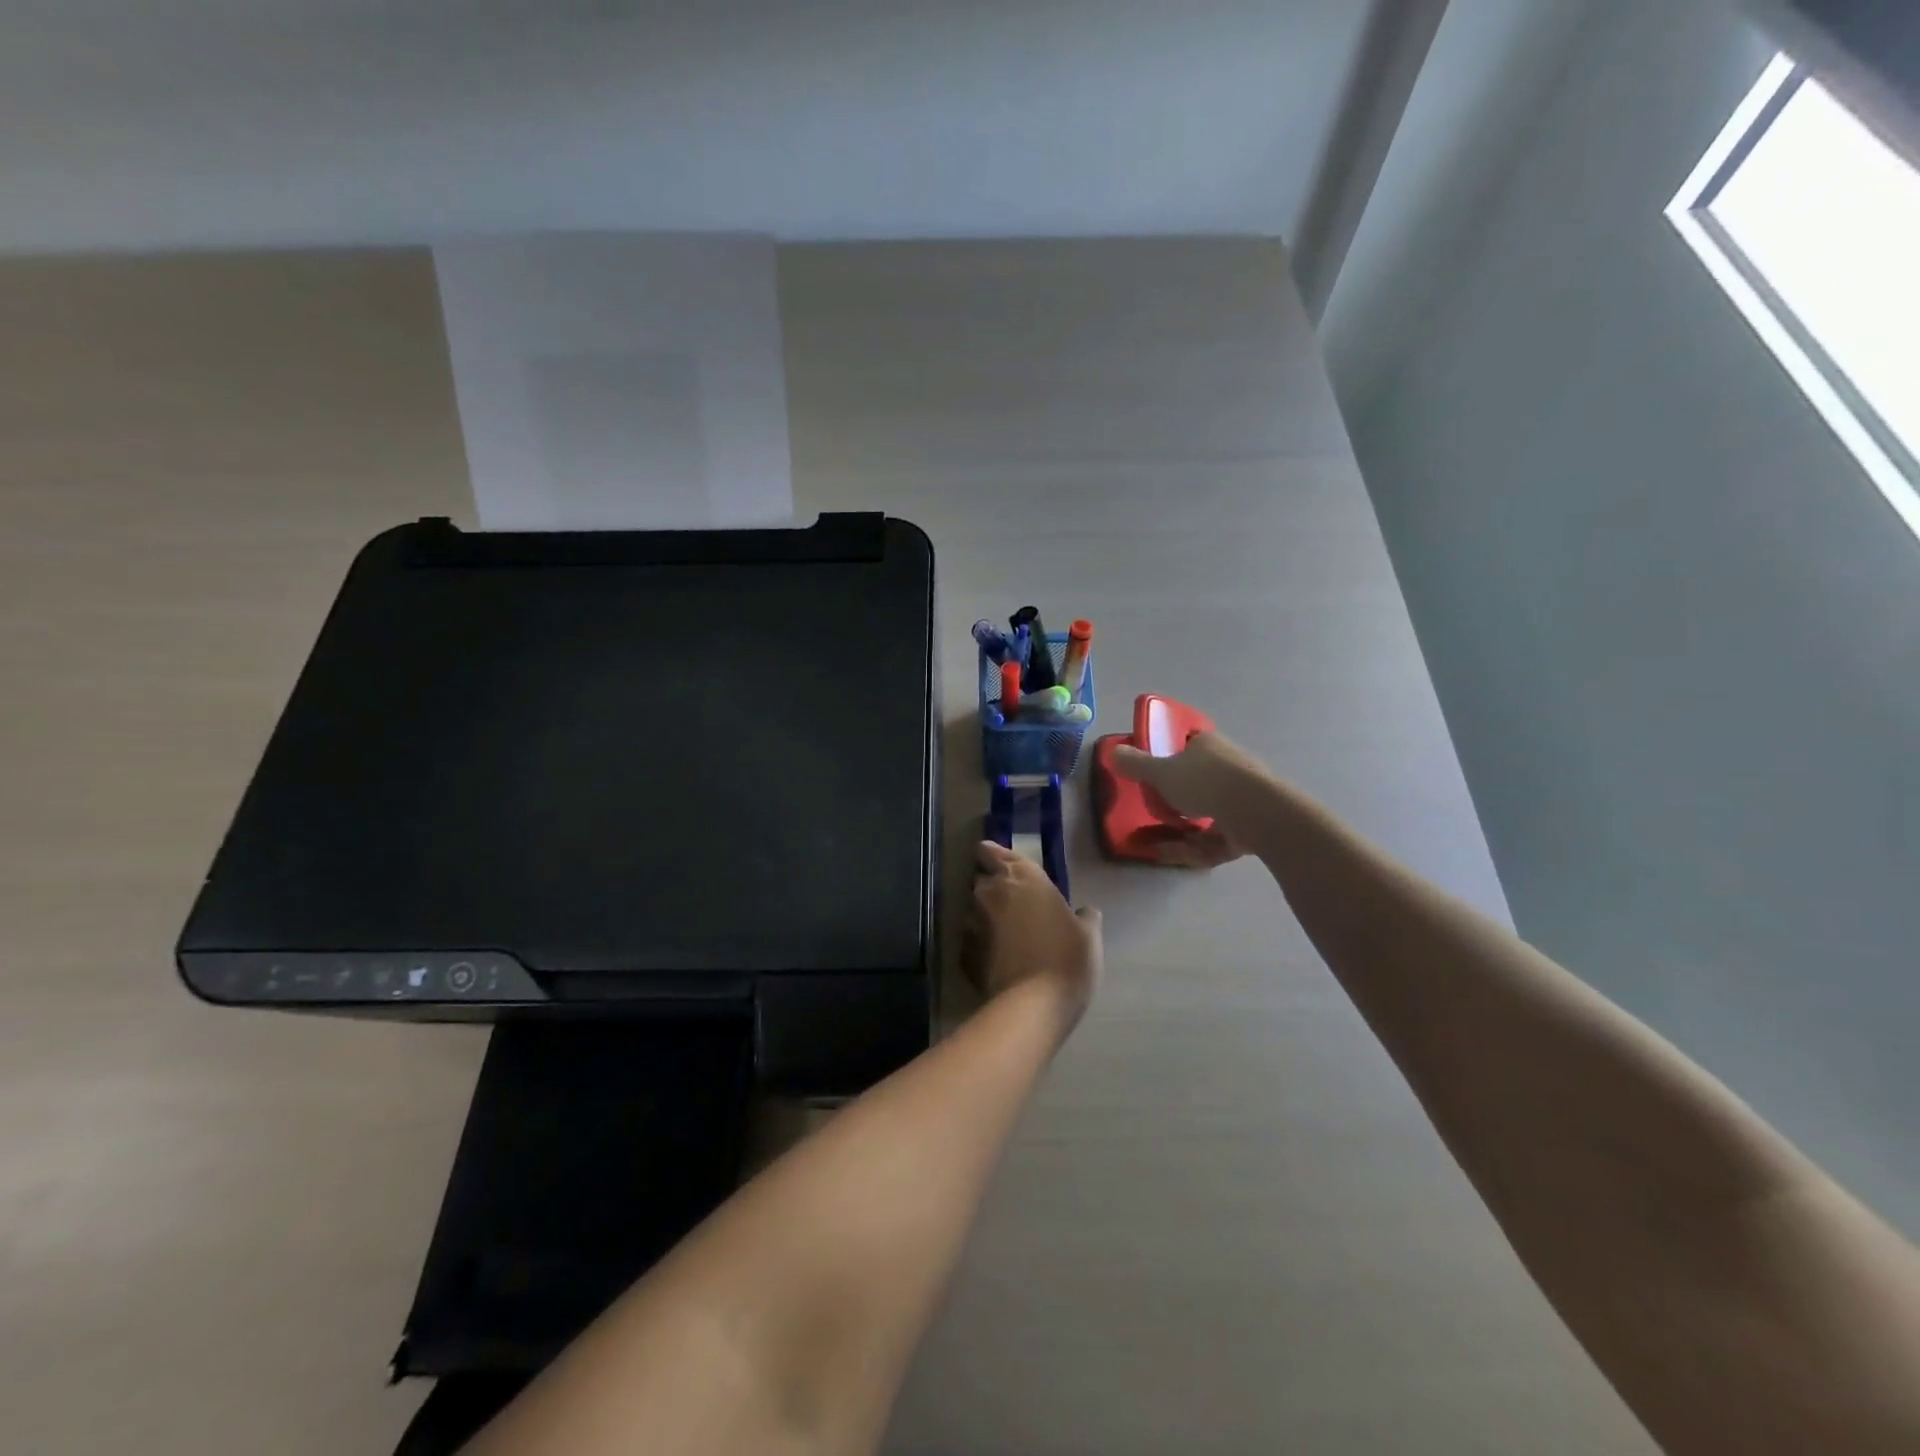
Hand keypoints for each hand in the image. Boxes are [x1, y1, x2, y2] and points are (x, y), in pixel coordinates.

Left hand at [968, 842, 1101, 1016]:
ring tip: (1005, 935)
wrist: (1033, 1004)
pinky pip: (970, 940)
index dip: (992, 856)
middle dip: (991, 888)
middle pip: (980, 879)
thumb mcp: (1088, 934)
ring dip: (985, 916)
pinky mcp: (964, 952)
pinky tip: (997, 959)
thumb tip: (1084, 912)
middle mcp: (991, 891)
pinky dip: (980, 945)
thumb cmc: (1067, 958)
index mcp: (1022, 876)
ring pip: (973, 909)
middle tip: (1012, 904)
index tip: (1001, 867)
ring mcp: (973, 921)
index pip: (990, 851)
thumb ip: (1083, 916)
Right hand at [1109, 731, 1266, 866]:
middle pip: (1199, 781)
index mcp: (1209, 745)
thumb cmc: (1204, 782)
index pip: (1189, 745)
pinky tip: (1176, 855)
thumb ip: (1136, 765)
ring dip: (1183, 830)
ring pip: (1208, 812)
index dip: (1172, 758)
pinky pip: (1218, 836)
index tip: (1156, 776)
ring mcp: (1242, 797)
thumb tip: (1113, 751)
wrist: (1255, 811)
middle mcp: (1229, 765)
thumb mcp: (1161, 772)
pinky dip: (1196, 846)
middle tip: (1156, 813)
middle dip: (1178, 800)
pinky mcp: (1251, 826)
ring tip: (1158, 844)